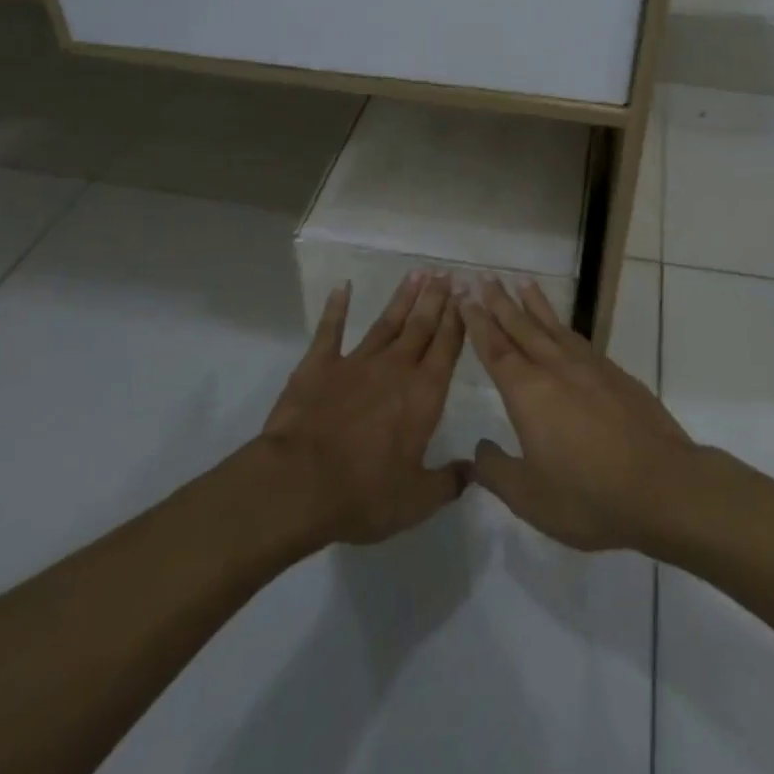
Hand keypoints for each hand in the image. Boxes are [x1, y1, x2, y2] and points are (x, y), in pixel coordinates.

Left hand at [260, 271, 467, 545]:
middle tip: (447, 273)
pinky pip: (330, 330)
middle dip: (436, 299)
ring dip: (403, 298)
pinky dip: (337, 307)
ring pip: (386, 322)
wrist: (298, 484)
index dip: (459, 320)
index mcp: (424, 395)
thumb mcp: (416, 500)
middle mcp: (395, 369)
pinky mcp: (319, 365)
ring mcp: (356, 363)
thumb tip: (474, 470)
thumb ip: (448, 482)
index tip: (468, 295)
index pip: (447, 348)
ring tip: (417, 273)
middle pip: (421, 326)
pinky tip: (343, 286)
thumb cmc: (364, 494)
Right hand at [462, 279, 699, 552]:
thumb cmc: (588, 496)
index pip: (496, 350)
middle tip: (486, 278)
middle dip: (501, 303)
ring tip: (523, 284)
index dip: (479, 324)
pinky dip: (563, 325)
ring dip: (535, 305)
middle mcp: (556, 369)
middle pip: (522, 328)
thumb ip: (497, 472)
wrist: (662, 485)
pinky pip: (579, 339)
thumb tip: (479, 449)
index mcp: (528, 393)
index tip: (467, 299)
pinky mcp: (616, 375)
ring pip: (554, 327)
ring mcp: (589, 368)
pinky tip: (563, 328)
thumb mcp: (530, 497)